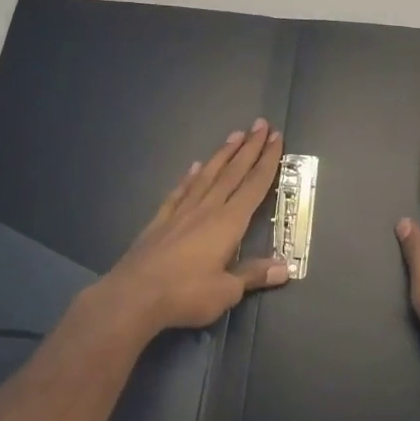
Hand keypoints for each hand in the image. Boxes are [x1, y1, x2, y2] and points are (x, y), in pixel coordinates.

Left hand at [103, 119, 289, 331]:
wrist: (134, 295)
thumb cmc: (185, 293)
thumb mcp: (227, 291)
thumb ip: (254, 274)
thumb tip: (285, 268)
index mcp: (228, 222)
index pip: (254, 185)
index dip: (267, 161)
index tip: (276, 137)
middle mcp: (207, 209)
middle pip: (233, 172)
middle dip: (249, 148)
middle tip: (261, 124)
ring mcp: (181, 212)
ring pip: (208, 176)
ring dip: (223, 155)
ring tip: (235, 135)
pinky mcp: (161, 220)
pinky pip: (180, 192)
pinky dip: (189, 177)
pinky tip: (195, 167)